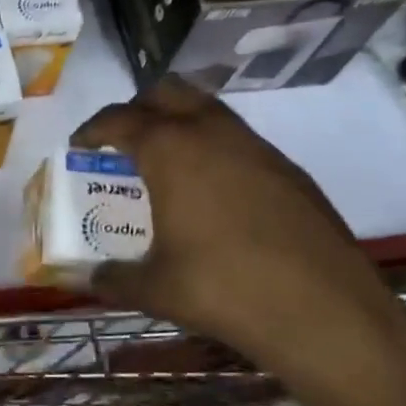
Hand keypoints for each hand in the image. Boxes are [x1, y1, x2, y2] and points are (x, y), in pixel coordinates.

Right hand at [73, 78, 405, 405]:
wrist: (325, 312)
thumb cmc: (224, 289)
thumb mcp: (155, 288)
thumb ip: (113, 279)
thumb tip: (87, 279)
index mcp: (170, 150)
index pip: (119, 119)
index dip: (93, 128)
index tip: (80, 144)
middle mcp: (212, 133)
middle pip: (166, 92)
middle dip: (138, 107)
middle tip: (124, 140)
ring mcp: (256, 147)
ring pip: (208, 109)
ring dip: (181, 122)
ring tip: (167, 163)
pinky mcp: (289, 169)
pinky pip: (239, 139)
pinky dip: (215, 148)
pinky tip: (215, 192)